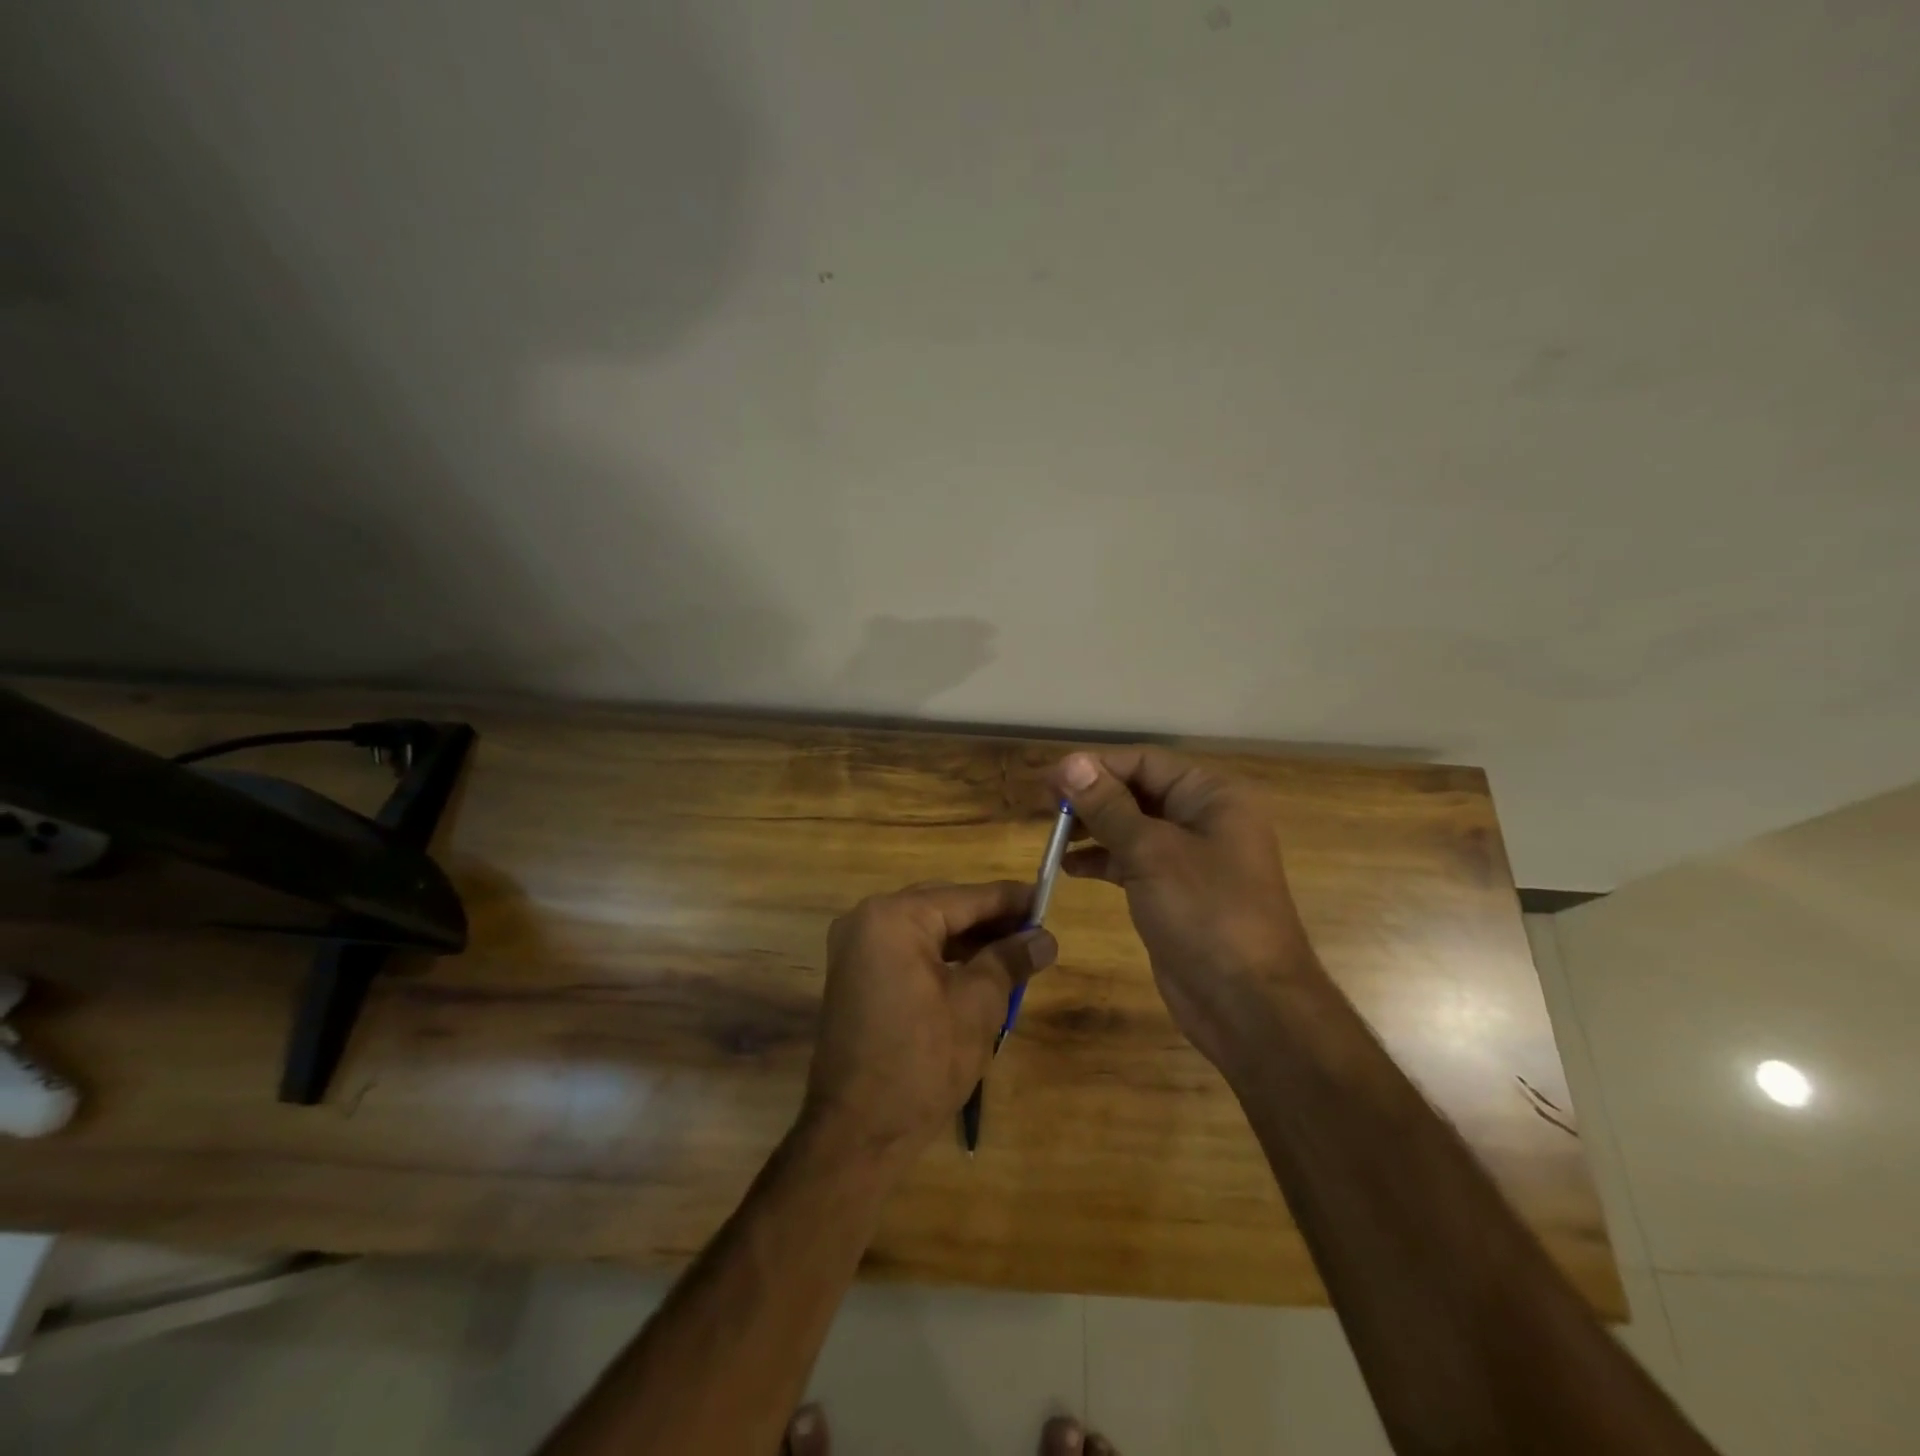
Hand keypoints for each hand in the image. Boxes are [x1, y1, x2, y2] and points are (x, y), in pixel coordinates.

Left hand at [801, 881, 1057, 1161]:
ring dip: (968, 940)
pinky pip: (908, 951)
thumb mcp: (978, 1006)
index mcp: (894, 918)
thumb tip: (1045, 939)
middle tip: (1036, 931)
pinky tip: (977, 970)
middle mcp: (868, 919)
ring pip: (926, 930)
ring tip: (1015, 952)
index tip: (1047, 899)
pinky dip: (942, 958)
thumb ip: (1010, 961)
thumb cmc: (922, 1062)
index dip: (1010, 900)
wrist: (857, 1132)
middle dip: (990, 921)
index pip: (965, 897)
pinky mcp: (856, 975)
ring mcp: (856, 948)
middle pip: (943, 908)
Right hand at [1048, 748, 1314, 1068]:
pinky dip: (1103, 861)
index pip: (1146, 762)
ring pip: (1132, 828)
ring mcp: (1190, 859)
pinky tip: (1069, 867)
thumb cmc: (1206, 912)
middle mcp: (1203, 819)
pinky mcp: (1175, 892)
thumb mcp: (1152, 852)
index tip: (1050, 780)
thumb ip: (1108, 806)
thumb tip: (1070, 762)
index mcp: (1212, 796)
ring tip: (1053, 836)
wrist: (1248, 1004)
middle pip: (1138, 792)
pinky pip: (1133, 862)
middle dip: (1092, 797)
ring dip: (1093, 828)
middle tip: (1045, 807)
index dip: (1096, 767)